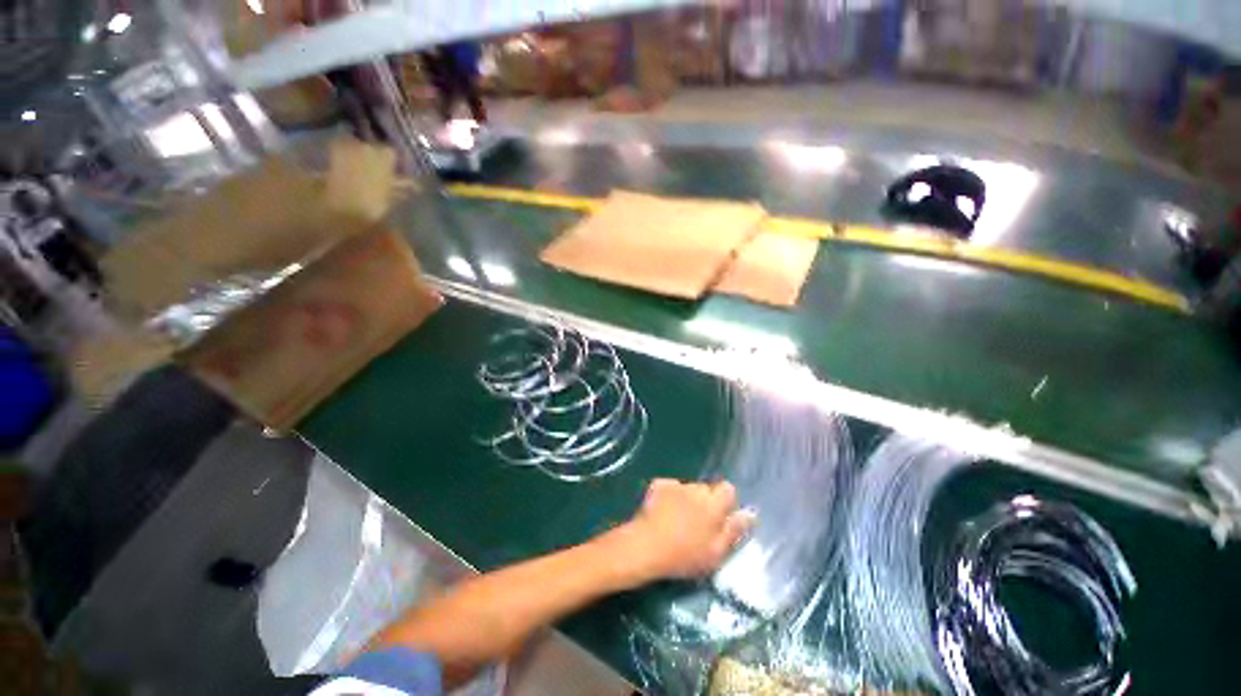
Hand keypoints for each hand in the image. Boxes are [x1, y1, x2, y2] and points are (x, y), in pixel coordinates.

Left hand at [615, 478, 755, 582]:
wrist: (646, 546)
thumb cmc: (684, 556)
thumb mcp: (715, 552)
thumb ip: (734, 530)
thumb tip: (751, 514)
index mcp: (714, 504)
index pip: (728, 489)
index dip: (726, 502)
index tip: (721, 519)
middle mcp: (696, 488)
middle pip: (707, 489)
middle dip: (706, 501)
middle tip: (699, 525)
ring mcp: (676, 484)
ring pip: (689, 488)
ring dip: (688, 499)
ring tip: (678, 520)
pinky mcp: (658, 485)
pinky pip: (671, 487)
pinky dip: (670, 495)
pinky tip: (663, 512)